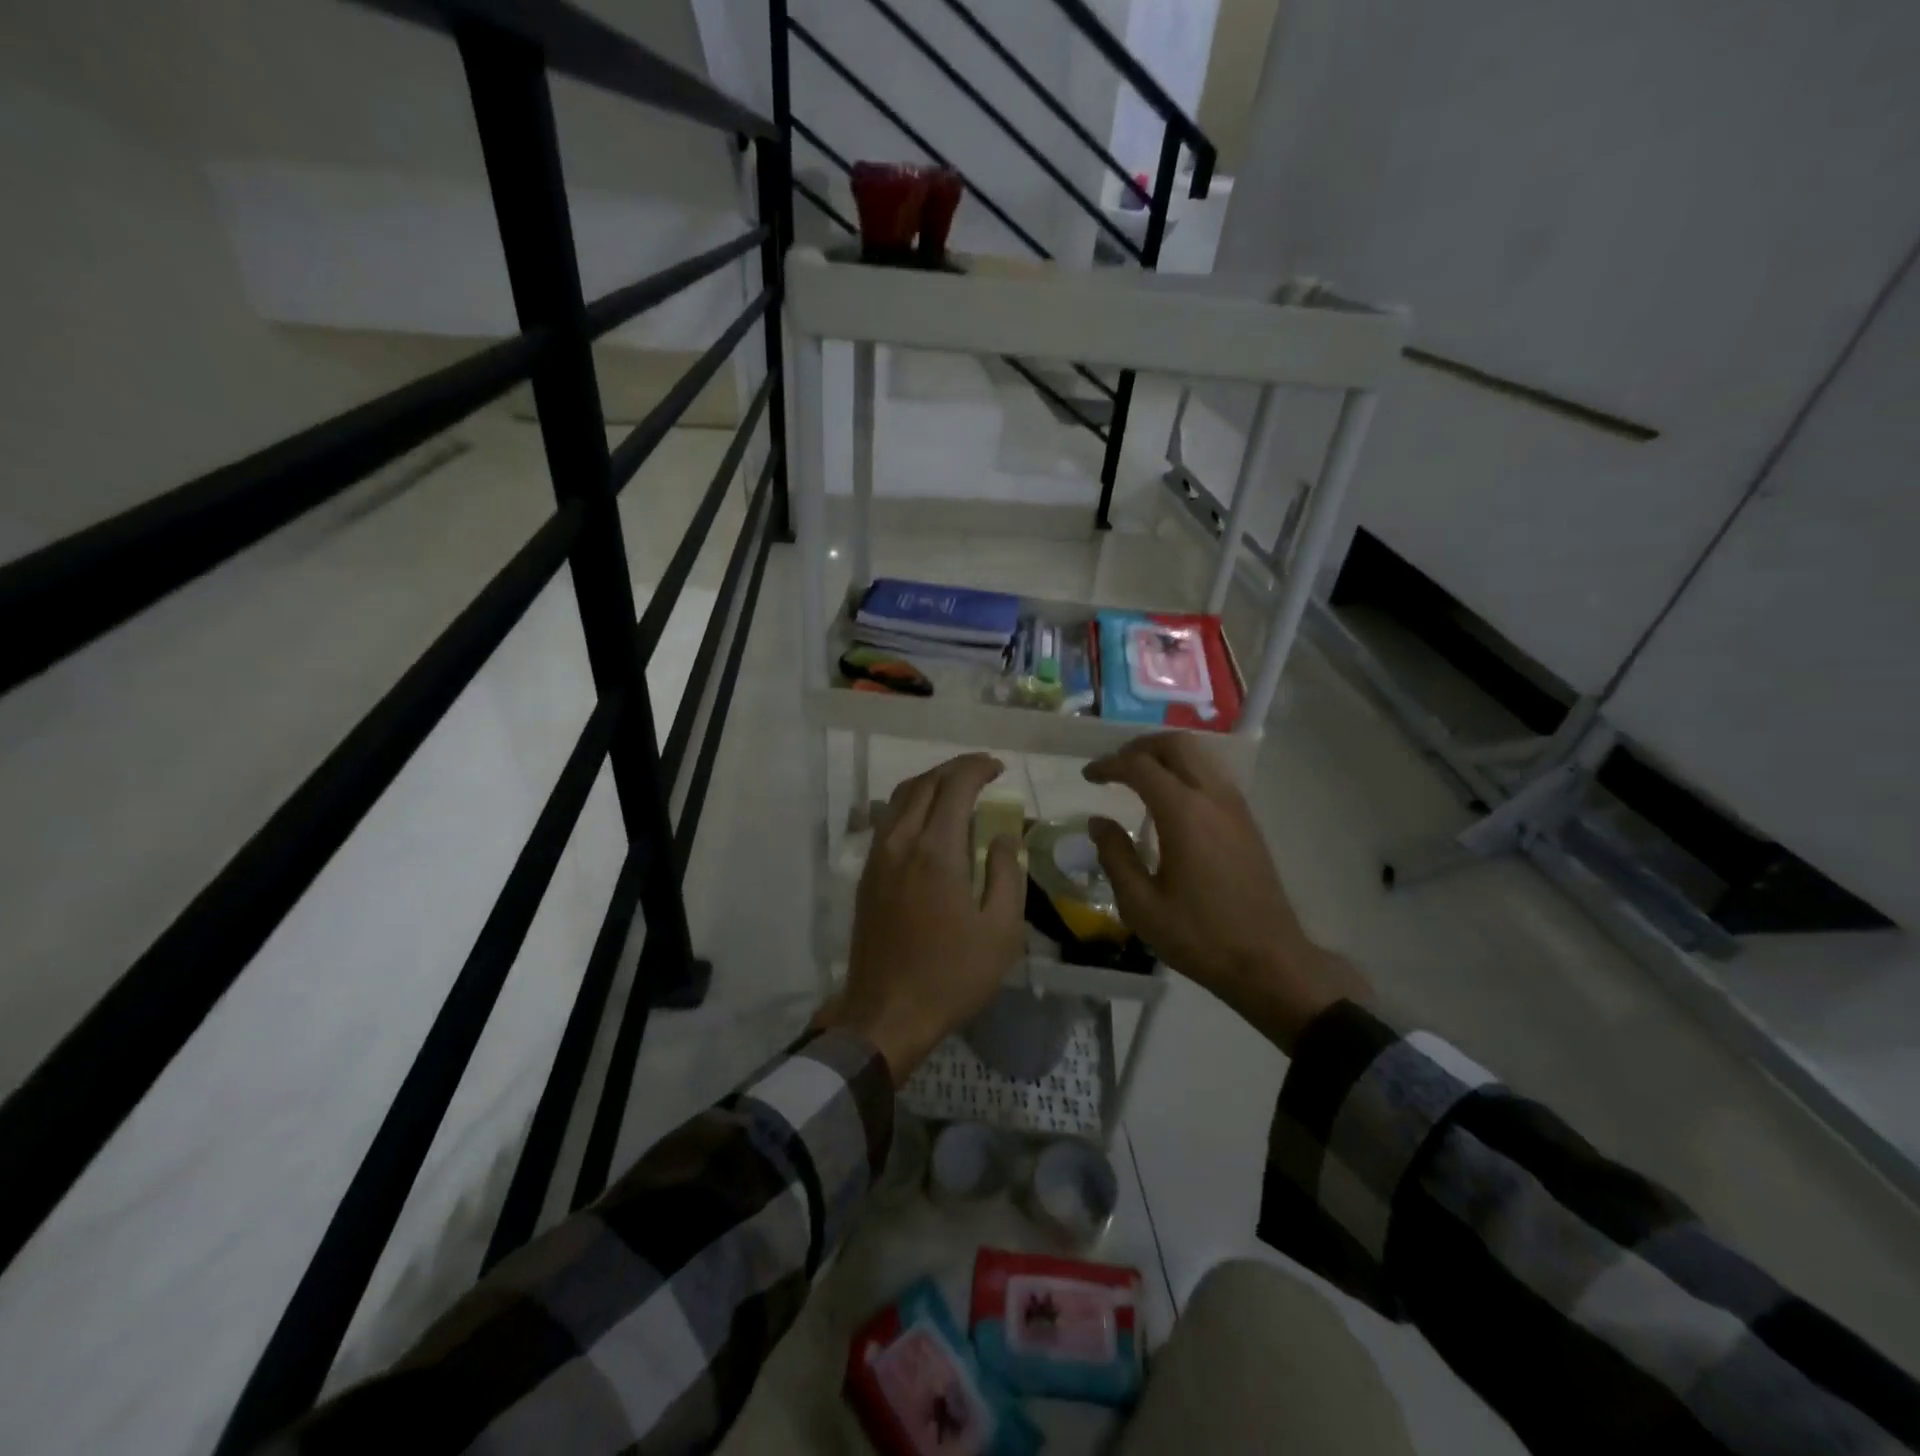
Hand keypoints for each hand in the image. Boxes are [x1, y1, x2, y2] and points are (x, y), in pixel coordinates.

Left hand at [821, 753, 1026, 1081]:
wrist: (887, 1012)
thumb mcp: (1001, 930)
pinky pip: (888, 820)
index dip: (977, 768)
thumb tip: (1001, 836)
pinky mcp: (867, 875)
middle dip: (955, 769)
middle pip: (924, 783)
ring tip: (957, 790)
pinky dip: (911, 805)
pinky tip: (928, 821)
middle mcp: (901, 842)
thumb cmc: (952, 975)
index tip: (999, 768)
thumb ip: (1005, 873)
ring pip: (900, 798)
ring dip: (930, 783)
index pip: (955, 786)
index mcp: (936, 851)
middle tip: (982, 772)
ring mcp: (878, 857)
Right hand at [1083, 733, 1367, 1052]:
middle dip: (1139, 746)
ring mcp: (1235, 806)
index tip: (1088, 776)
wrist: (1269, 960)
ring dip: (1165, 755)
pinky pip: (1212, 774)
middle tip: (1114, 767)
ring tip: (1138, 777)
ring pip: (1200, 755)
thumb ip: (1115, 856)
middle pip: (1176, 744)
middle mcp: (1212, 797)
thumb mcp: (1141, 905)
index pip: (1140, 766)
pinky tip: (1170, 799)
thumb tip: (1098, 822)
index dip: (1109, 765)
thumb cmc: (1199, 935)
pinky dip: (1185, 770)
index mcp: (1184, 813)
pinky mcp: (1246, 820)